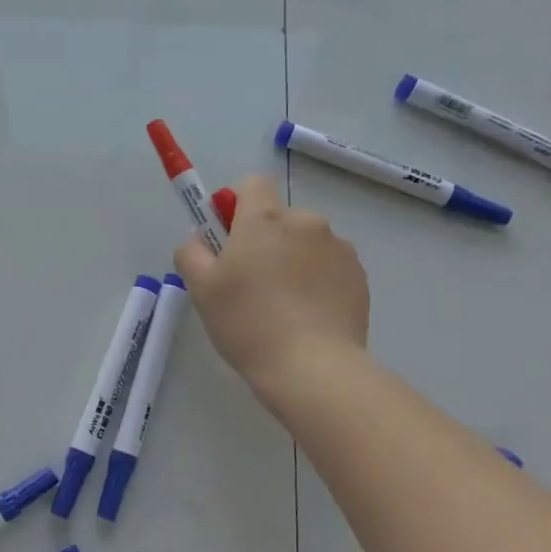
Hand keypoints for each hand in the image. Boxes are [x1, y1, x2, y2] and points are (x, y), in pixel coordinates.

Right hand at [173, 175, 369, 389]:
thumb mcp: (200, 288)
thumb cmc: (248, 322)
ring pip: (305, 242)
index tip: (227, 238)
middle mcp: (306, 222)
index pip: (253, 184)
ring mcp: (338, 248)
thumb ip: (191, 252)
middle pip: (279, 217)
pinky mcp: (359, 275)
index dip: (236, 204)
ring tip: (283, 305)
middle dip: (264, 239)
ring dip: (293, 259)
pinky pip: (329, 265)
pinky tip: (308, 315)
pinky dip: (317, 279)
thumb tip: (200, 238)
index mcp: (265, 218)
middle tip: (250, 282)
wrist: (312, 368)